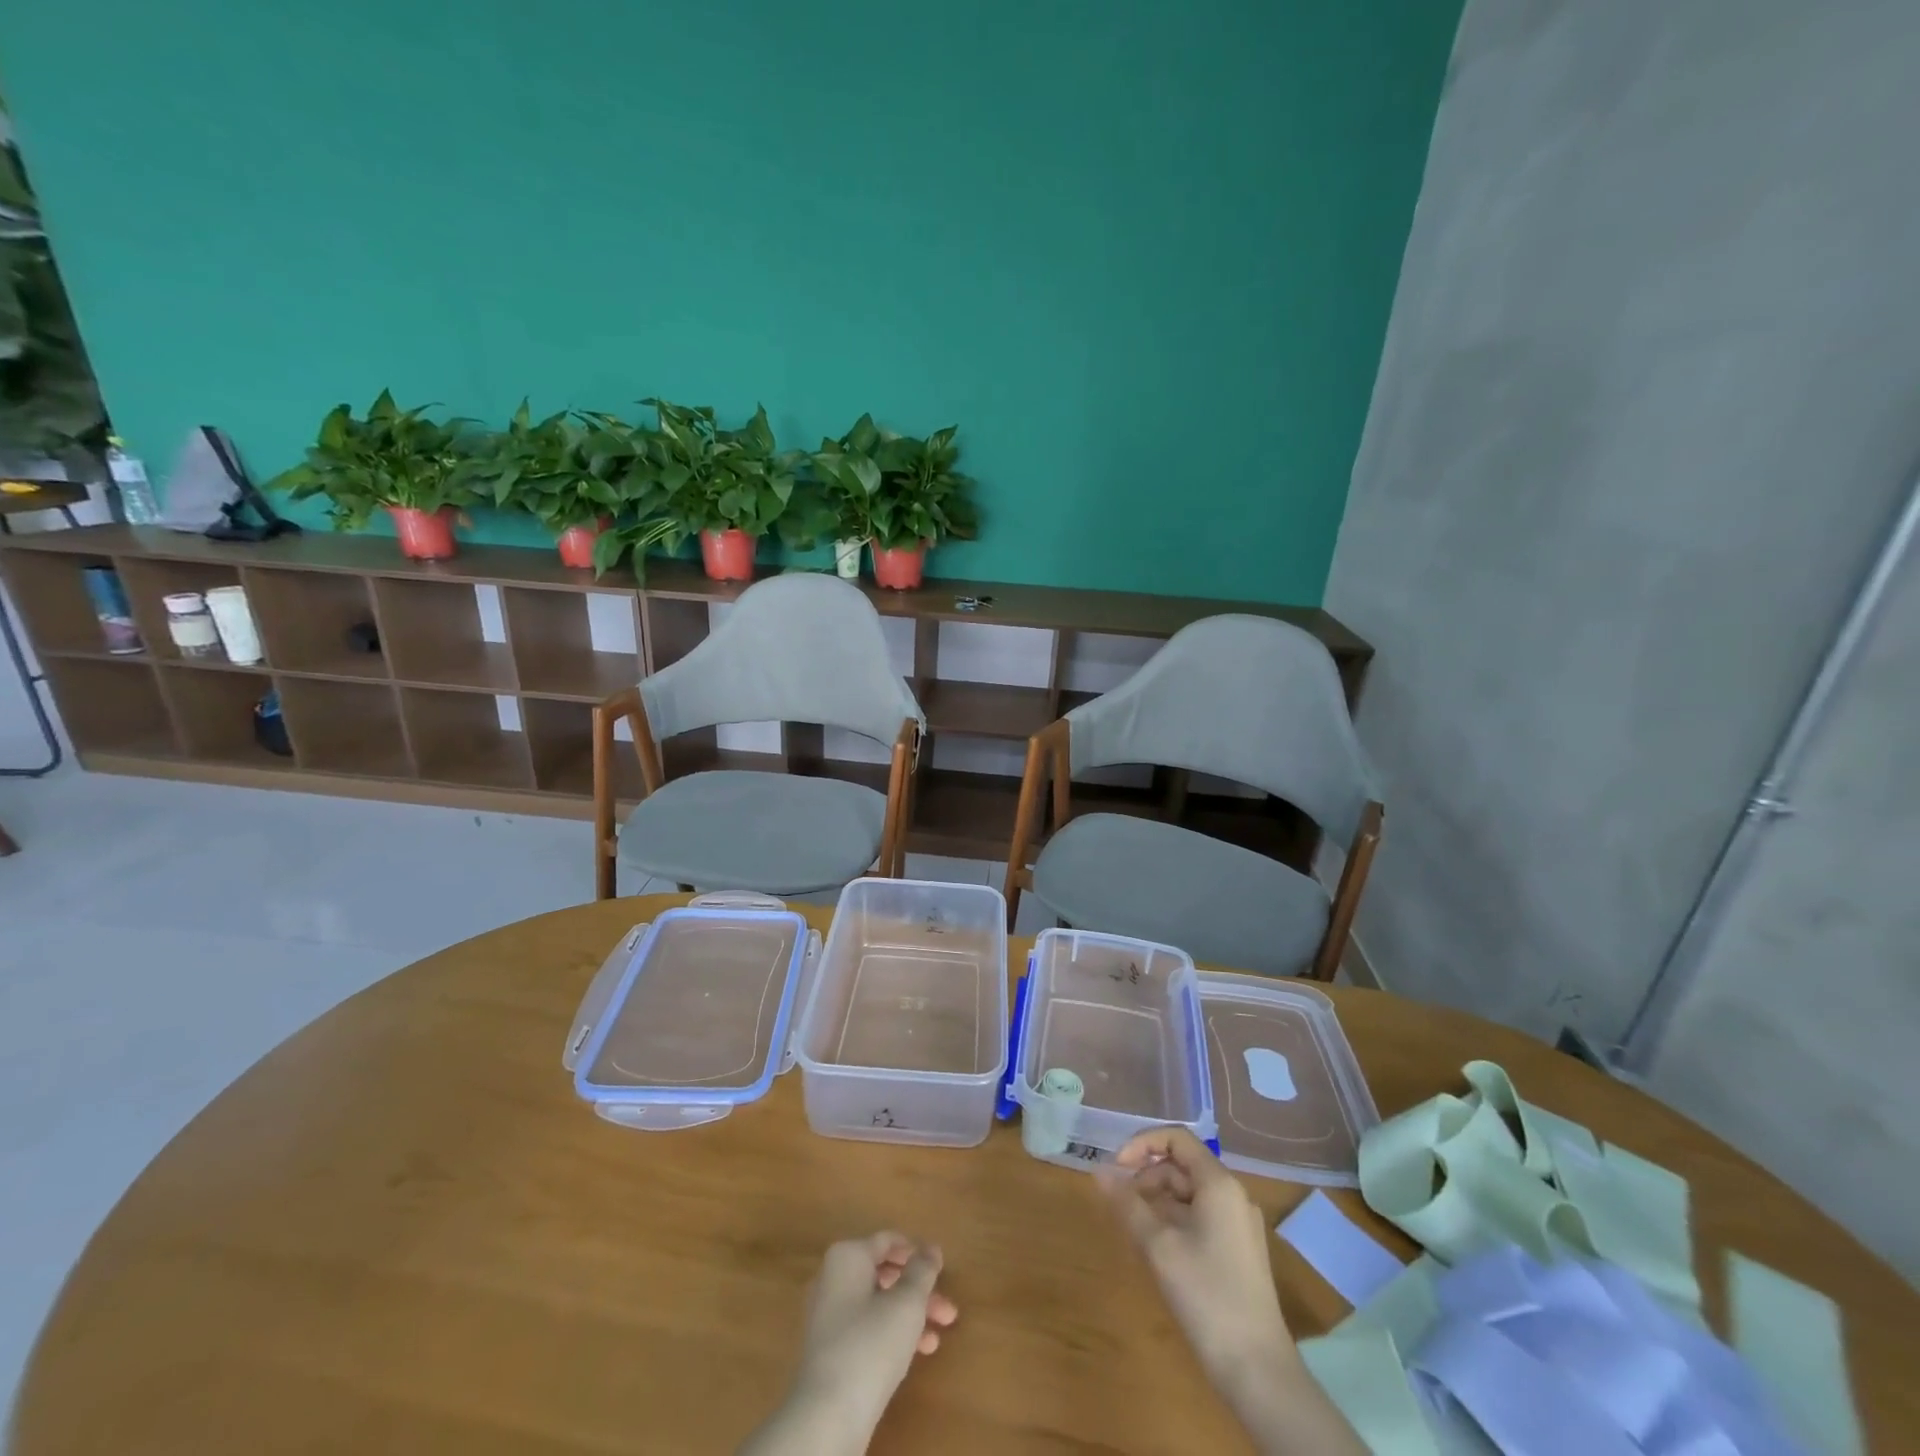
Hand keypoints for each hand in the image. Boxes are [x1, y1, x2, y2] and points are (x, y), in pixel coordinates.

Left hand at [740, 1233, 957, 1455]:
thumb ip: (922, 1271)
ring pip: (878, 1304)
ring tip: (937, 1336)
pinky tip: (915, 1353)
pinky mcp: (829, 1348)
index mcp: (847, 1256)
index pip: (887, 1241)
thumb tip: (931, 1249)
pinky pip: (866, 1327)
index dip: (916, 1251)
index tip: (941, 1268)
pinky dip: (891, 1333)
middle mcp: (833, 1278)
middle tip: (947, 1310)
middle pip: (885, 1275)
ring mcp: (828, 1314)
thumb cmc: (871, 1344)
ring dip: (910, 1316)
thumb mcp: (907, 1303)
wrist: (828, 1416)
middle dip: (919, 1291)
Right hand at [1103, 1130, 1364, 1455]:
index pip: (1177, 1139)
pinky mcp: (1237, 1251)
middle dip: (1146, 1177)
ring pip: (1188, 1194)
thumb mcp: (1159, 1246)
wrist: (1257, 1370)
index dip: (1142, 1144)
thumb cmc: (1207, 1296)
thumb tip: (1099, 1171)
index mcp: (1219, 1184)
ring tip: (1132, 1229)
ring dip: (1157, 1202)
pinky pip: (1199, 1218)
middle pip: (1181, 1166)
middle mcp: (1232, 1196)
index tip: (1116, 1168)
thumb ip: (1127, 1203)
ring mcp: (1237, 1225)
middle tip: (1120, 1205)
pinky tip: (1154, 1248)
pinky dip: (1172, 1222)